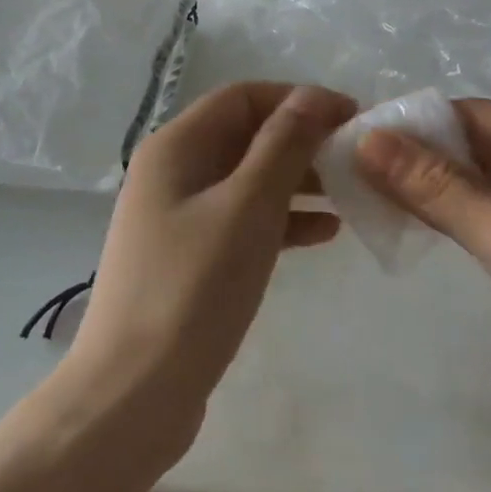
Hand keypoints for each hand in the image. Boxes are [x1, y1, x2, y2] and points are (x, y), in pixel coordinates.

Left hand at [68, 82, 355, 456]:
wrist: (133, 395)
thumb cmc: (193, 289)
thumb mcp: (248, 207)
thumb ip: (283, 146)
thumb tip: (312, 96)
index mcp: (175, 148)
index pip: (244, 97)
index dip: (299, 99)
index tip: (351, 117)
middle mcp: (172, 173)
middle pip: (246, 136)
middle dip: (303, 140)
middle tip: (357, 158)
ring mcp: (178, 218)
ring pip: (249, 180)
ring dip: (298, 180)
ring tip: (350, 193)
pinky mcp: (189, 259)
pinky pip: (243, 221)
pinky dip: (282, 220)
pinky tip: (323, 233)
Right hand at [357, 100, 490, 463]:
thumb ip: (439, 187)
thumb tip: (368, 139)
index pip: (473, 116)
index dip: (412, 127)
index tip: (349, 142)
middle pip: (473, 146)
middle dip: (415, 158)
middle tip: (345, 171)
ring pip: (477, 181)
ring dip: (427, 188)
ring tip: (362, 194)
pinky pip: (488, 214)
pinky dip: (450, 216)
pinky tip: (406, 222)